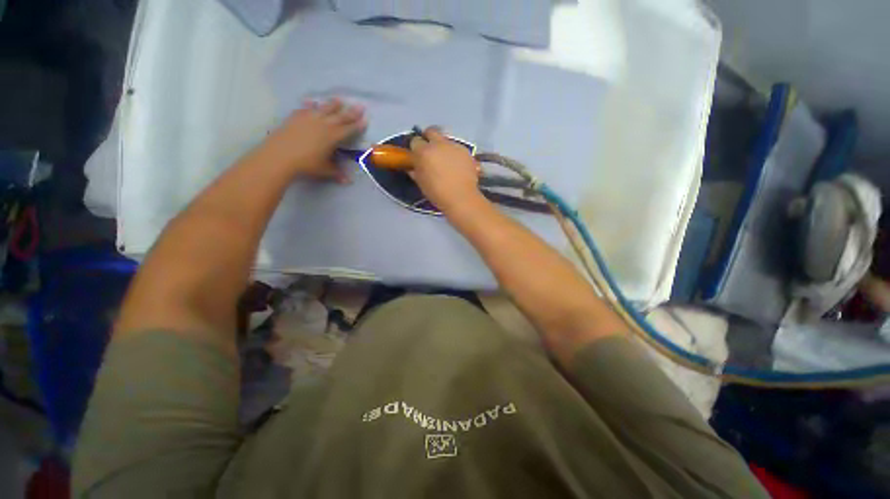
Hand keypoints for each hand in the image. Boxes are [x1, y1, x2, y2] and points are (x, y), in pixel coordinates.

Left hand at [262, 98, 365, 181]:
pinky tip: (312, 102)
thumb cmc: (307, 164)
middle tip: (360, 105)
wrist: (280, 156)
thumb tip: (348, 181)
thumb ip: (337, 173)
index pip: (349, 129)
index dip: (358, 125)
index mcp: (333, 136)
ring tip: (339, 99)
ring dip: (333, 104)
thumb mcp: (325, 171)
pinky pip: (305, 109)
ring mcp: (309, 118)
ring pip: (324, 109)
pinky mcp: (295, 117)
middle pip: (340, 116)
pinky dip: (310, 105)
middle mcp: (323, 124)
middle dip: (352, 112)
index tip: (365, 120)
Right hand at [409, 127, 484, 214]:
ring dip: (443, 147)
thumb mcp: (421, 183)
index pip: (415, 141)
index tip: (417, 156)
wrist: (461, 198)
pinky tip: (457, 165)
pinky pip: (457, 148)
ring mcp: (454, 146)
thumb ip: (415, 171)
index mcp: (424, 151)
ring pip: (445, 139)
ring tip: (445, 161)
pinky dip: (454, 153)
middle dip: (429, 138)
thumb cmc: (437, 193)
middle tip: (430, 151)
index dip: (416, 148)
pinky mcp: (466, 151)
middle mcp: (439, 144)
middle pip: (431, 131)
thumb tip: (412, 167)